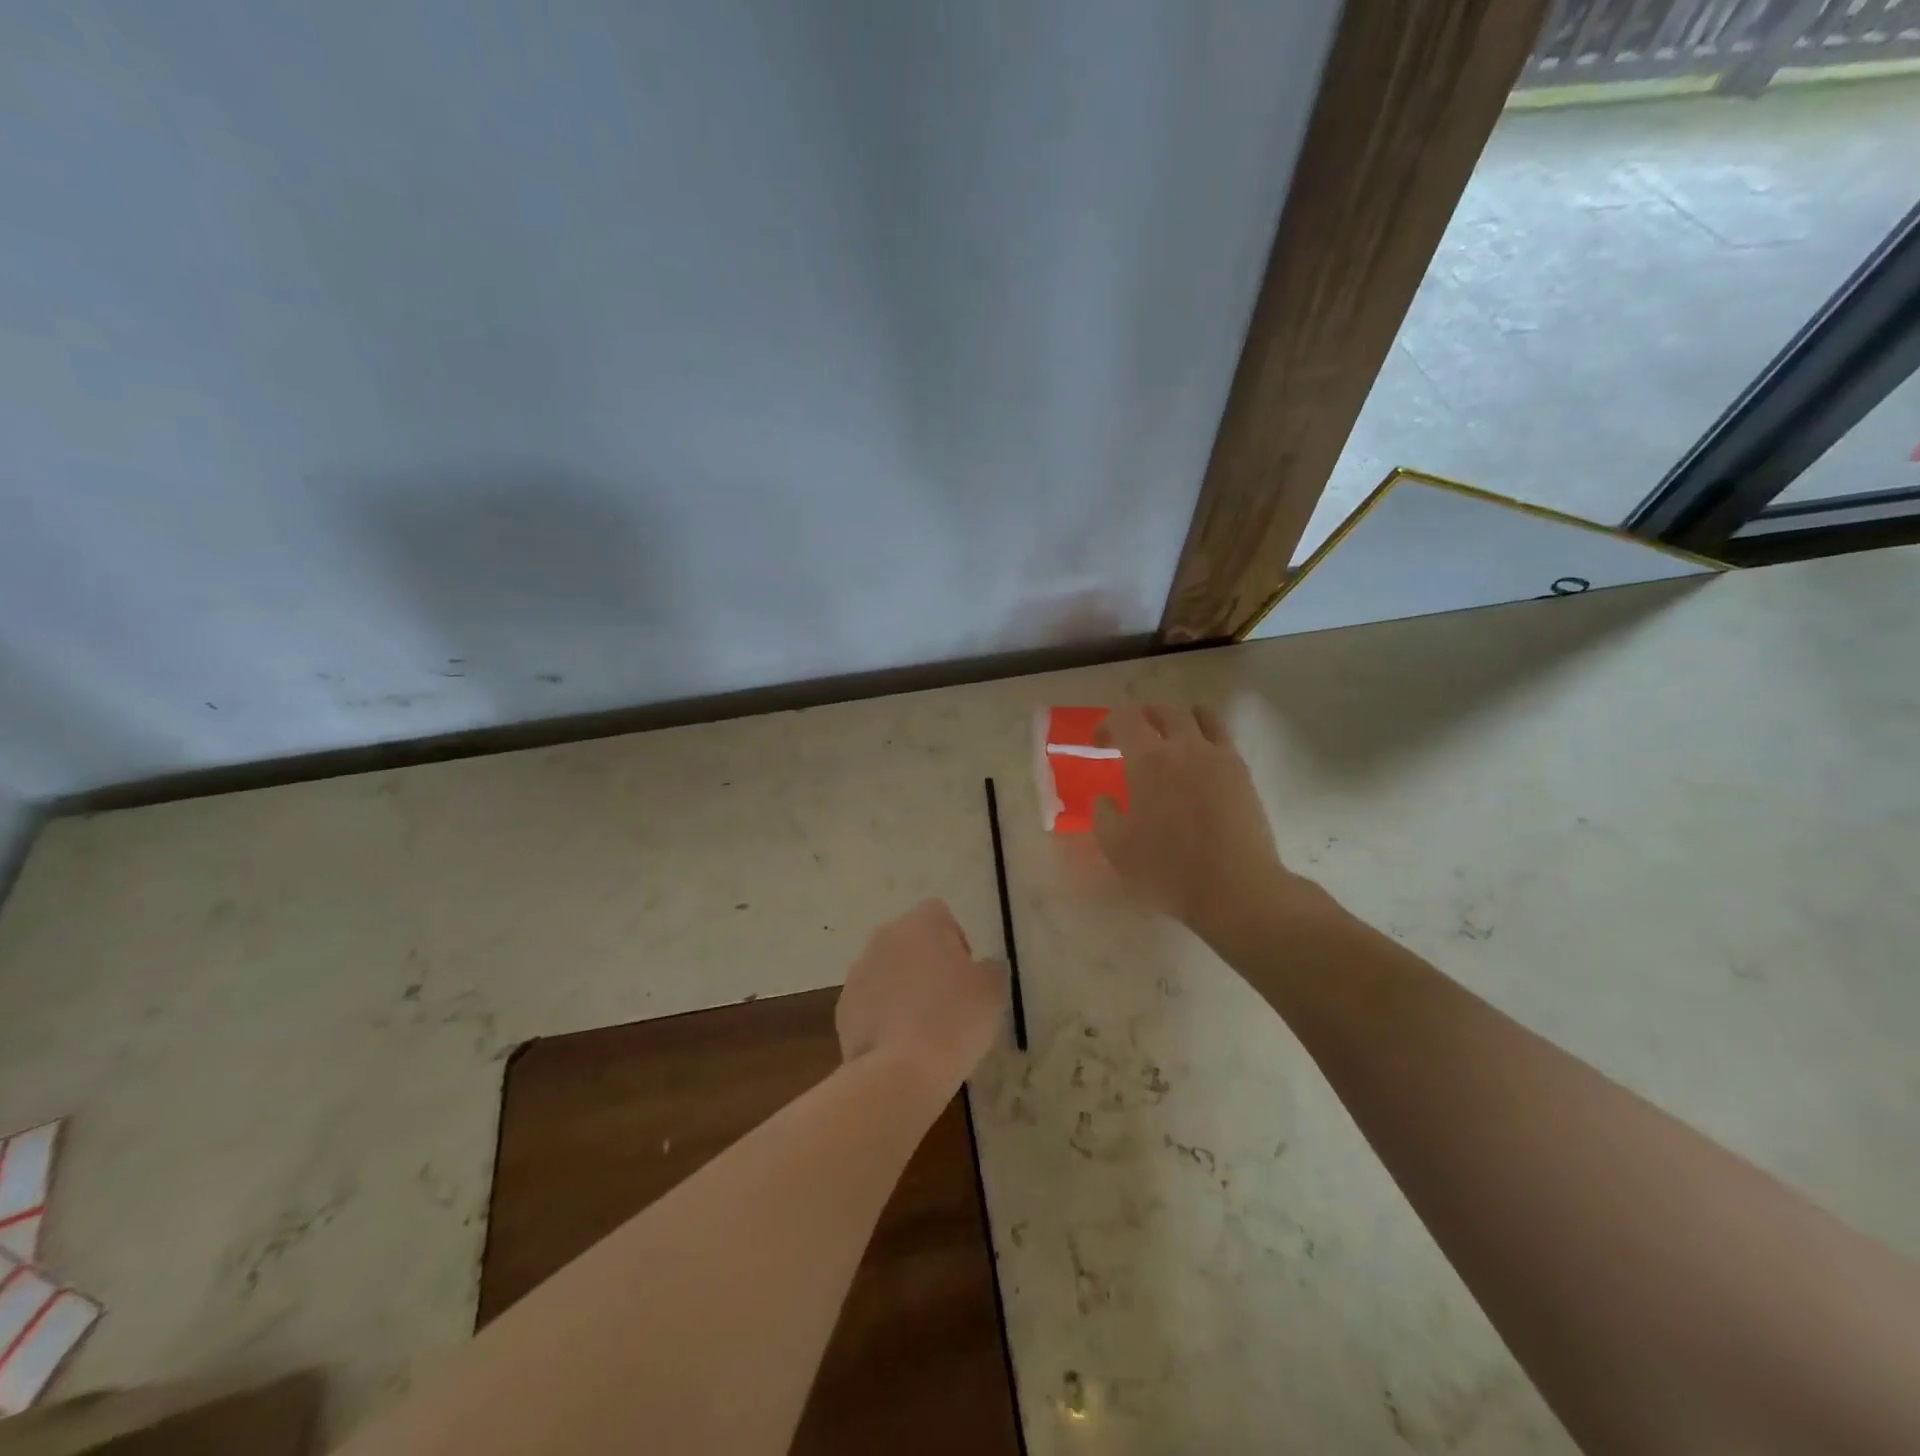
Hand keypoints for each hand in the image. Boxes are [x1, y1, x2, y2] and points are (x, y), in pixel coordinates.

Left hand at [837, 900, 1007, 1089]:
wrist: (900, 1071)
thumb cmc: (954, 1019)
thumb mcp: (992, 991)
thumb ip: (991, 968)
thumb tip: (984, 966)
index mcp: (922, 923)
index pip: (940, 915)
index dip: (955, 941)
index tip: (965, 974)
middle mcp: (886, 936)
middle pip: (910, 940)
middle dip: (926, 962)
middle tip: (947, 999)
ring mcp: (859, 970)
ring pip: (887, 969)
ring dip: (902, 987)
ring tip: (922, 1027)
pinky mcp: (844, 1005)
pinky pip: (870, 1001)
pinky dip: (883, 1014)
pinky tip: (900, 1044)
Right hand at [1093, 705, 1318, 948]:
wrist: (1235, 888)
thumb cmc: (1168, 870)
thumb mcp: (1116, 848)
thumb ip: (1103, 814)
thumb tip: (1105, 797)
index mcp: (1148, 760)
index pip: (1125, 718)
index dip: (1107, 723)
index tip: (1099, 743)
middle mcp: (1184, 746)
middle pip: (1164, 709)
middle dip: (1142, 716)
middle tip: (1132, 737)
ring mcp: (1218, 756)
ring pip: (1199, 714)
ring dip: (1178, 718)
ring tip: (1170, 738)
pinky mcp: (1242, 771)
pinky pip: (1222, 736)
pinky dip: (1205, 735)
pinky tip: (1199, 760)